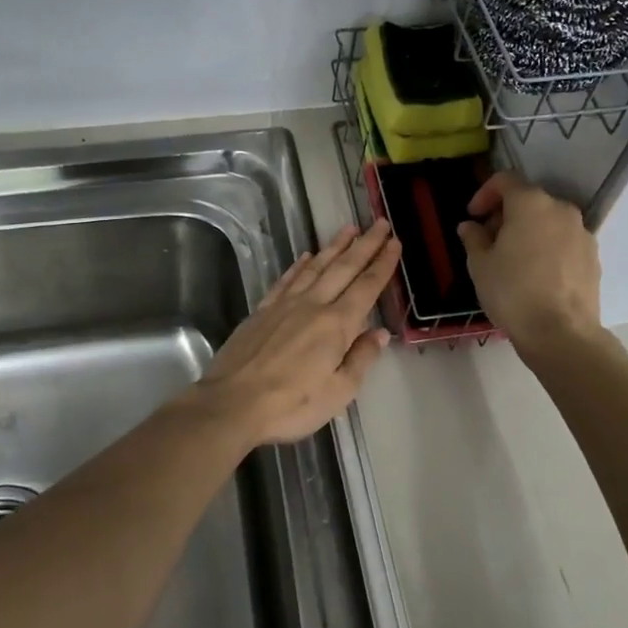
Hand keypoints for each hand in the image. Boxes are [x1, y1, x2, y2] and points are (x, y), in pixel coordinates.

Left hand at [197, 221, 399, 446]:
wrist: (232, 403)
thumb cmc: (291, 404)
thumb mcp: (339, 393)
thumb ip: (361, 359)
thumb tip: (380, 333)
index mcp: (337, 324)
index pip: (366, 287)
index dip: (383, 264)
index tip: (395, 242)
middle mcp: (313, 305)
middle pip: (344, 268)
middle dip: (365, 245)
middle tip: (381, 222)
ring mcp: (284, 305)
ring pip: (315, 267)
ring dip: (334, 246)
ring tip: (349, 228)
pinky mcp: (262, 311)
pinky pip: (286, 280)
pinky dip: (299, 265)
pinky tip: (306, 256)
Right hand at [456, 172, 601, 354]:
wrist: (561, 333)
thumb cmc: (513, 292)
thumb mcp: (480, 265)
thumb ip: (474, 238)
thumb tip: (471, 226)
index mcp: (531, 204)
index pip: (505, 181)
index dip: (484, 194)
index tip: (473, 216)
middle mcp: (561, 209)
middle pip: (529, 201)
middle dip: (506, 215)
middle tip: (490, 241)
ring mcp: (582, 233)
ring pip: (548, 222)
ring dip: (529, 231)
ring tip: (513, 260)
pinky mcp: (593, 256)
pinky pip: (564, 242)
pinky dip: (548, 248)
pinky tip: (536, 275)